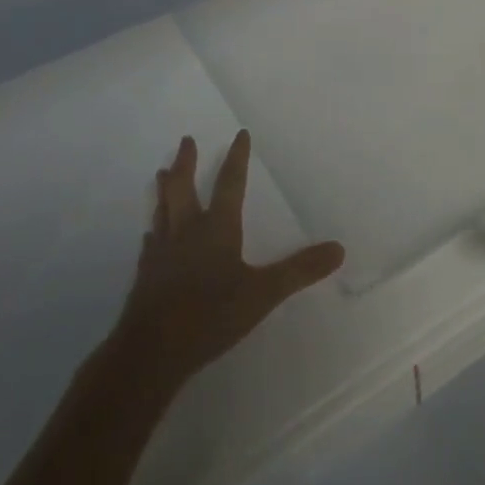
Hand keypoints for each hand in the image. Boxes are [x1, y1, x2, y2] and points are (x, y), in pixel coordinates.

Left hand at [113, 130, 344, 391]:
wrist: (150, 351)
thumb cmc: (210, 315)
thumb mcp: (263, 293)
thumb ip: (299, 270)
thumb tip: (339, 248)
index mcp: (217, 228)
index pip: (231, 183)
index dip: (237, 157)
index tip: (240, 133)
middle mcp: (187, 231)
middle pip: (184, 187)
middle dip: (187, 162)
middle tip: (186, 140)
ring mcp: (162, 252)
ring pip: (163, 209)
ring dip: (165, 189)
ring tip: (161, 173)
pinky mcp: (145, 275)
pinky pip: (150, 243)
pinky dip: (154, 231)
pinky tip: (150, 235)